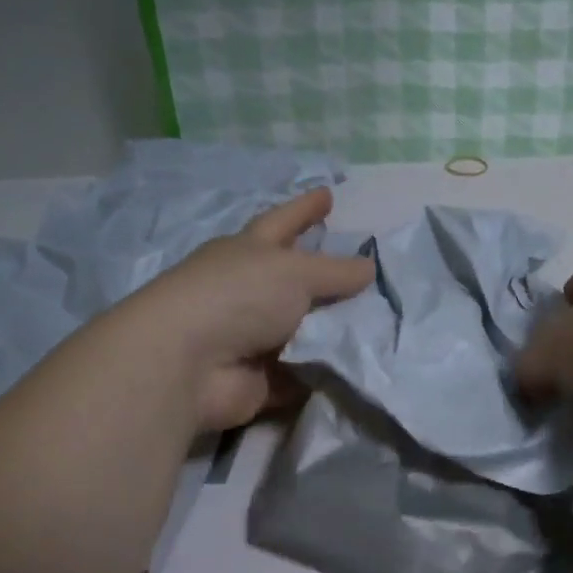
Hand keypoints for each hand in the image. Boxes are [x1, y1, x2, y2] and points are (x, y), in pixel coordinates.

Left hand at [130, 187, 374, 429]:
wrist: (191, 365)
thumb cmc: (239, 297)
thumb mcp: (295, 272)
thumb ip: (337, 271)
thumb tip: (369, 267)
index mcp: (250, 251)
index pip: (284, 222)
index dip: (305, 208)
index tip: (328, 193)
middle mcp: (250, 290)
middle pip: (296, 278)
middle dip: (326, 275)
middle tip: (367, 270)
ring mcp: (254, 336)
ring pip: (305, 328)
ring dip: (335, 329)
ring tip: (382, 323)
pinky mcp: (262, 378)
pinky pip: (306, 371)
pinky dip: (327, 370)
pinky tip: (361, 366)